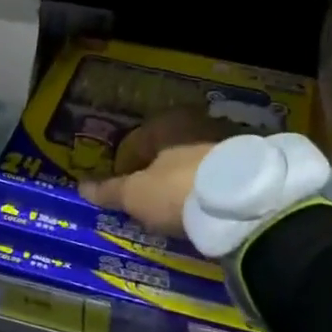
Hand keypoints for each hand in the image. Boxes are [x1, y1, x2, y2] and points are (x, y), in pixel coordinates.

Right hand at [80, 107, 252, 238]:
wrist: (245, 203)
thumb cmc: (177, 189)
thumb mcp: (136, 195)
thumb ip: (110, 190)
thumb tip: (81, 187)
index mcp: (165, 121)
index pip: (135, 143)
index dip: (124, 169)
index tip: (123, 194)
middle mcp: (196, 121)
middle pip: (167, 151)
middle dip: (158, 173)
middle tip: (151, 202)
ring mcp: (227, 139)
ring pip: (195, 162)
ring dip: (185, 181)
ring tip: (180, 210)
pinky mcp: (250, 161)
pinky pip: (219, 175)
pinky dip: (209, 189)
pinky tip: (206, 210)